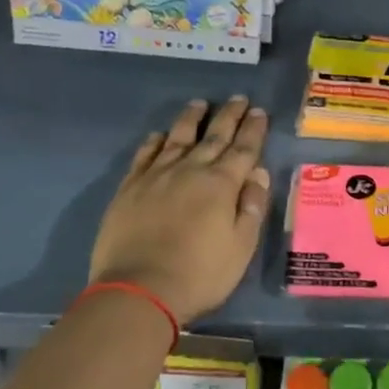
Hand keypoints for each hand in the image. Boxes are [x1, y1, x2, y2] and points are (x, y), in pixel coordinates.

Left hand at [90, 97, 272, 323]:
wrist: (139, 290)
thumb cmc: (200, 273)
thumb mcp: (241, 246)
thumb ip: (252, 207)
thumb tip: (258, 173)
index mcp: (221, 184)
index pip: (244, 149)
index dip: (253, 129)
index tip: (259, 111)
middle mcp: (189, 170)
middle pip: (213, 136)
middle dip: (229, 116)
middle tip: (238, 99)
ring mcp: (156, 176)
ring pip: (177, 138)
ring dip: (191, 119)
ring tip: (200, 104)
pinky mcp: (129, 188)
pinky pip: (144, 155)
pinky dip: (154, 142)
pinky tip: (159, 135)